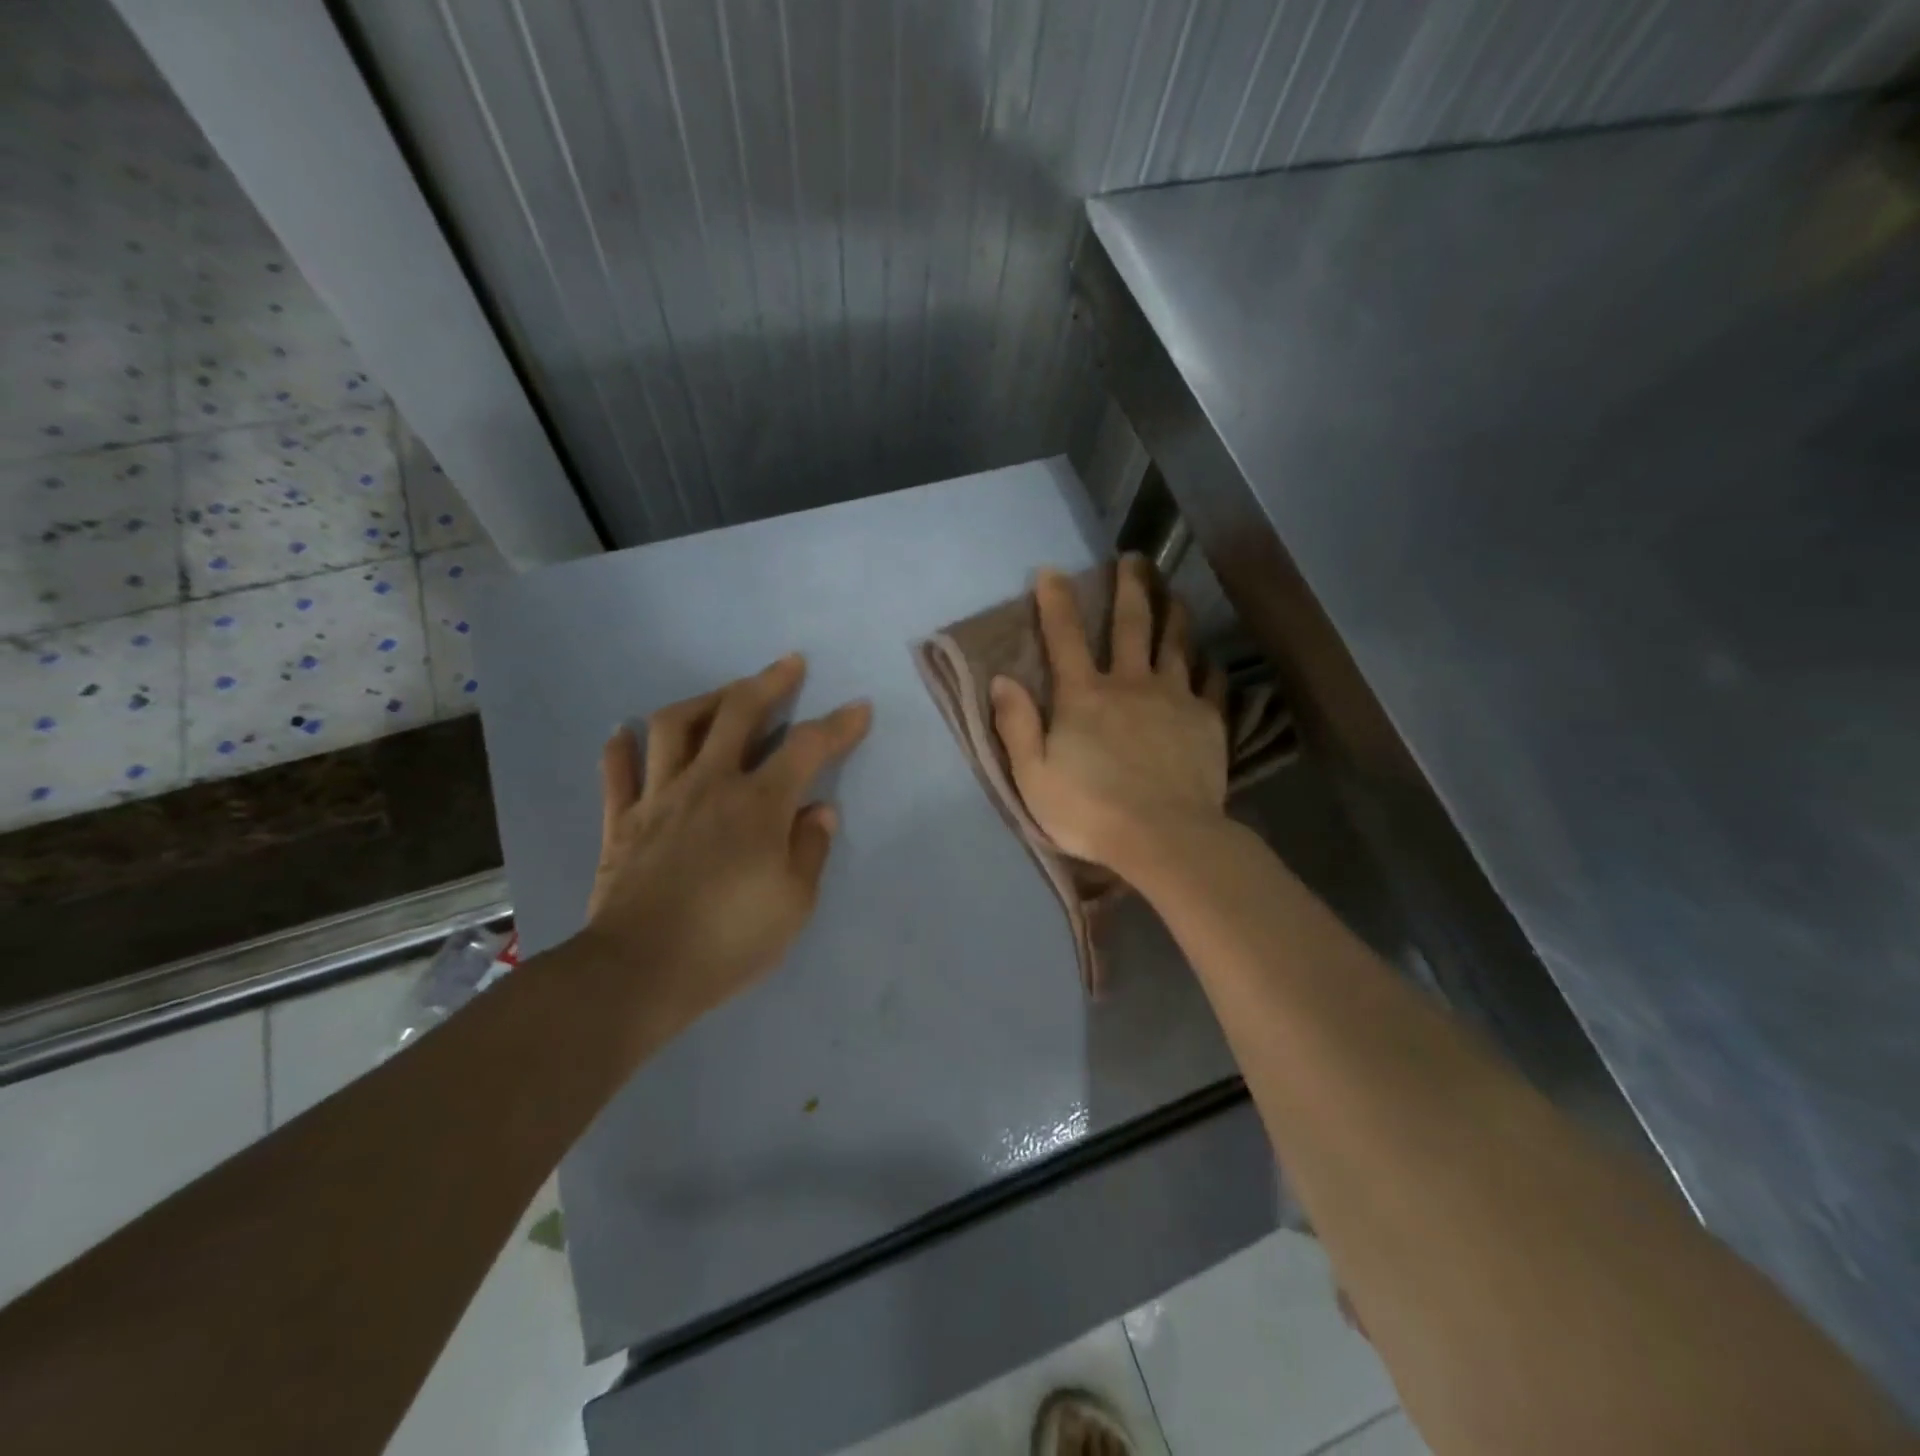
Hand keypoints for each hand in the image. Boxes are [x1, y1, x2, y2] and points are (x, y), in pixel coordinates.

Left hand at [581, 654, 871, 1032]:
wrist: (640, 972)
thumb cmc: (729, 940)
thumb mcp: (794, 904)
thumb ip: (810, 850)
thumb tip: (821, 810)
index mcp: (758, 804)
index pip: (807, 747)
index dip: (838, 724)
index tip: (859, 707)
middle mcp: (709, 784)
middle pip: (737, 713)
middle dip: (768, 683)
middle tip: (789, 664)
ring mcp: (659, 798)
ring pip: (674, 727)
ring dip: (701, 701)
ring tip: (720, 696)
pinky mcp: (621, 821)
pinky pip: (618, 772)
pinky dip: (621, 747)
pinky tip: (625, 732)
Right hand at [991, 557, 1228, 876]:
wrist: (1163, 837)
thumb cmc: (1089, 811)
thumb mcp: (1032, 776)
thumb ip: (1016, 725)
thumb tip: (1002, 679)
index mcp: (1083, 696)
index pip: (1064, 638)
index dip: (1055, 602)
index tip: (1051, 571)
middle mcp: (1130, 684)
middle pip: (1131, 625)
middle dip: (1130, 588)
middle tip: (1135, 558)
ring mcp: (1174, 698)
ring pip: (1176, 644)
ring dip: (1174, 614)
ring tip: (1176, 594)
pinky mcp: (1207, 721)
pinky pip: (1211, 682)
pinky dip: (1209, 666)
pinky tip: (1210, 659)